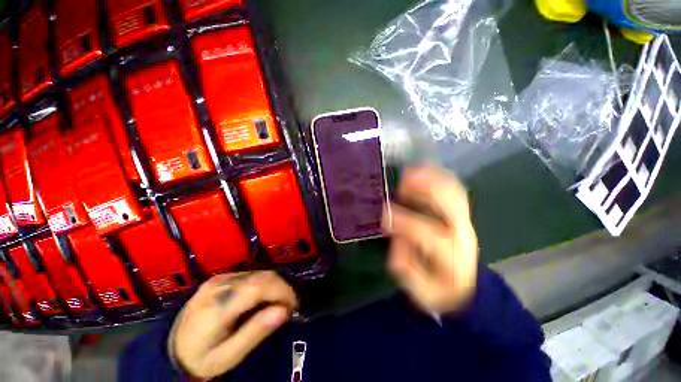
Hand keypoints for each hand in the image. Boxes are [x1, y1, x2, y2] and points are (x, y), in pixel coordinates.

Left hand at [171, 271, 297, 378]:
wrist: (171, 347)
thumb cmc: (201, 357)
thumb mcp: (227, 356)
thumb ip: (255, 332)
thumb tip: (283, 311)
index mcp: (218, 306)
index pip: (258, 287)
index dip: (281, 291)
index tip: (293, 305)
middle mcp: (219, 285)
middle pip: (261, 276)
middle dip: (282, 288)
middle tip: (289, 306)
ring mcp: (219, 278)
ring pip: (259, 273)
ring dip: (275, 285)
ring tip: (279, 302)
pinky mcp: (220, 277)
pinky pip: (251, 275)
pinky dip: (264, 283)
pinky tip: (264, 297)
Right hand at [383, 166, 478, 313]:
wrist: (464, 283)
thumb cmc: (441, 289)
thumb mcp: (421, 292)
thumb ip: (406, 269)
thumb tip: (397, 240)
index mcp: (452, 256)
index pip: (428, 234)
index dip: (404, 222)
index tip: (384, 215)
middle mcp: (462, 234)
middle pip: (450, 206)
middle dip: (425, 191)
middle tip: (400, 187)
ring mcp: (464, 220)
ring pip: (453, 192)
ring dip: (431, 179)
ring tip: (408, 173)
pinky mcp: (460, 212)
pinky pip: (453, 188)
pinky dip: (438, 177)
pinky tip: (421, 171)